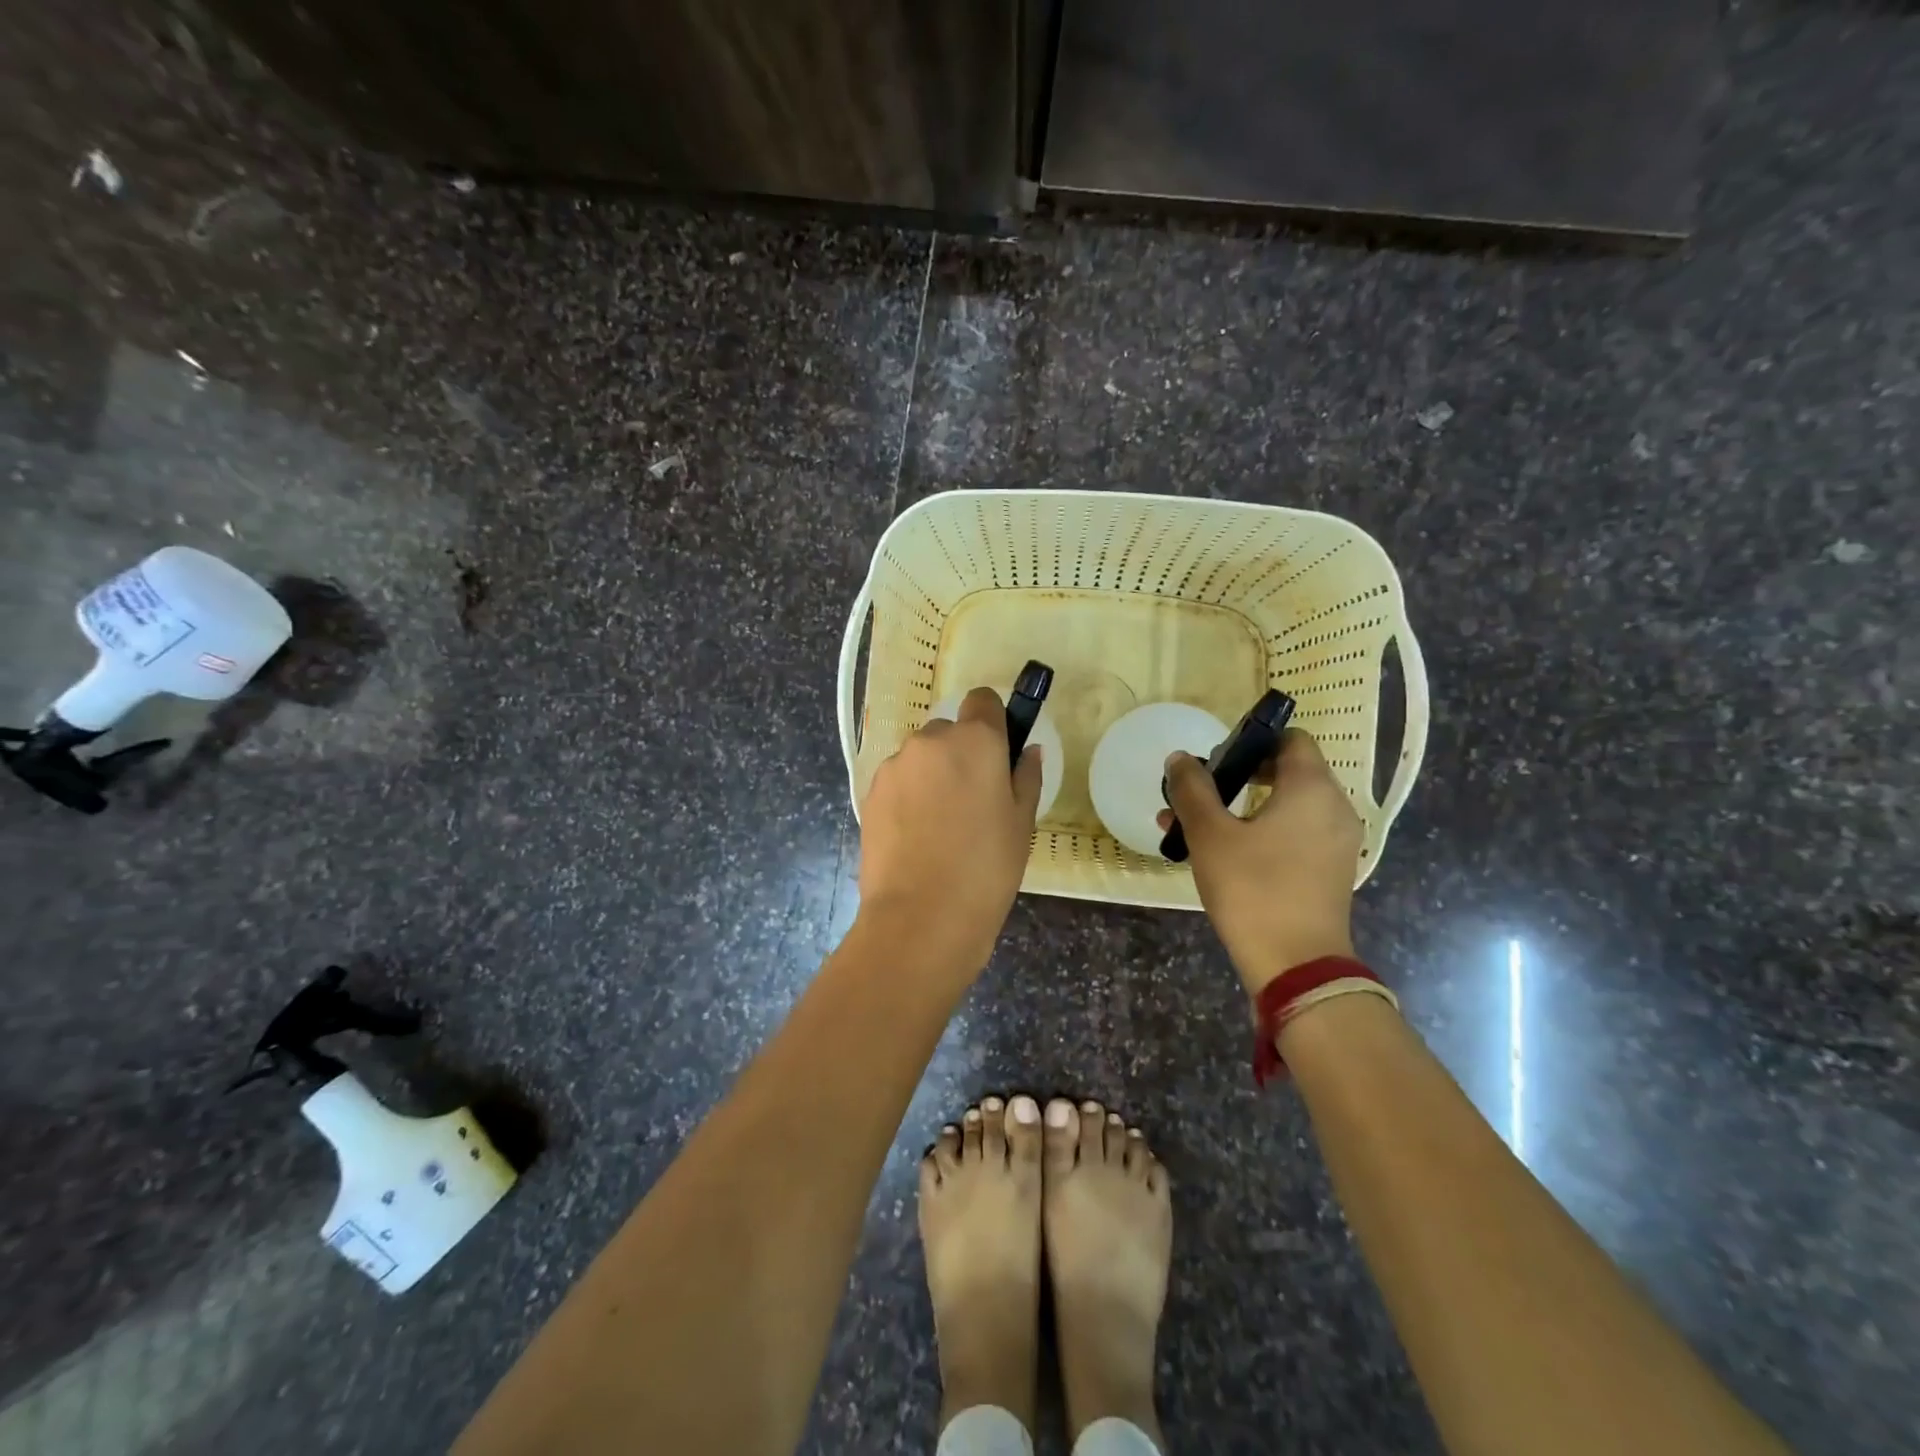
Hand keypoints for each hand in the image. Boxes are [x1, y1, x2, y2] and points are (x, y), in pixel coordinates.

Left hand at [857, 687, 1041, 970]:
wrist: (921, 916)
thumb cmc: (986, 868)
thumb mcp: (1021, 823)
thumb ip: (1026, 777)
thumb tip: (1029, 751)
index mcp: (975, 740)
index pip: (983, 700)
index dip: (992, 721)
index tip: (997, 753)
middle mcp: (931, 740)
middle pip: (949, 731)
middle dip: (960, 754)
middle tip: (972, 801)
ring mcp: (895, 765)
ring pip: (920, 758)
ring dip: (931, 775)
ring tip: (939, 826)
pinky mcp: (870, 791)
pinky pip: (898, 781)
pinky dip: (908, 796)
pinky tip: (916, 837)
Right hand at [1159, 728, 1362, 997]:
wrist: (1296, 965)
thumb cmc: (1252, 889)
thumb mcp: (1210, 835)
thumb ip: (1192, 789)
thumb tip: (1180, 758)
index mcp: (1311, 788)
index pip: (1290, 738)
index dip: (1252, 740)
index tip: (1217, 759)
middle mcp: (1334, 807)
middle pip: (1287, 771)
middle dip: (1239, 776)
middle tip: (1200, 793)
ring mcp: (1336, 842)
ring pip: (1287, 806)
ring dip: (1243, 807)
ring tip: (1195, 826)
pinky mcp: (1330, 870)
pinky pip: (1295, 833)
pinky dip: (1263, 831)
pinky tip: (1222, 852)